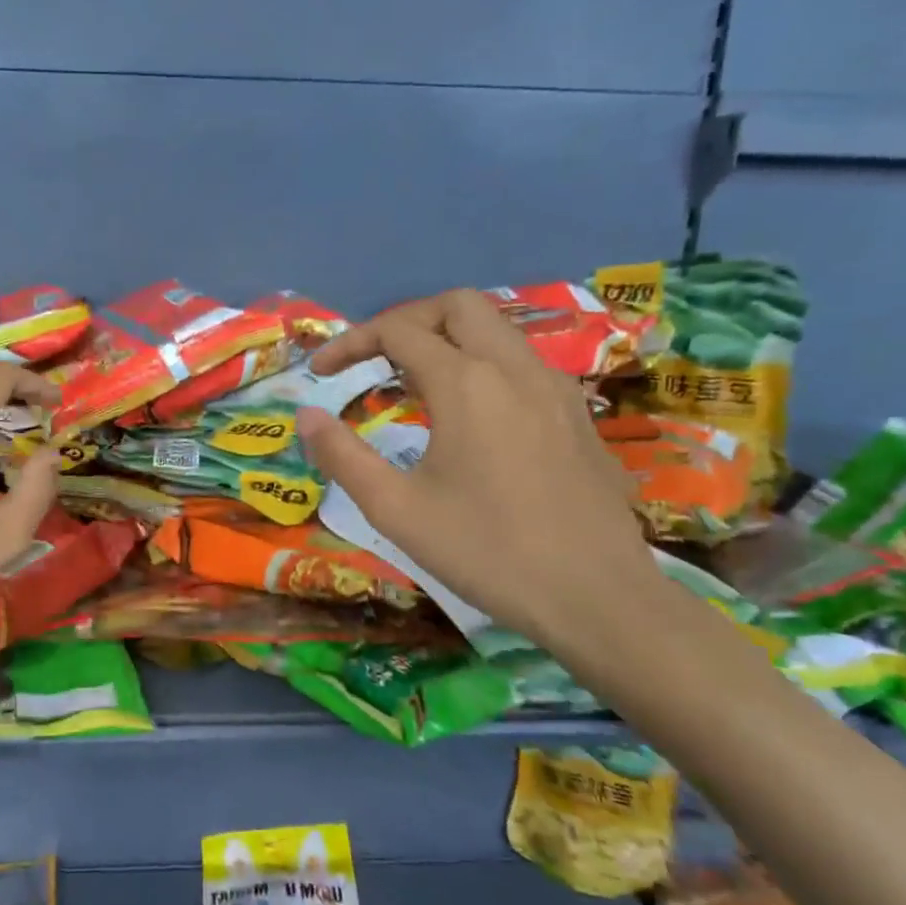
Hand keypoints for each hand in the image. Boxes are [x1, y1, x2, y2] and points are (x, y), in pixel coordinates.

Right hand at [295, 289, 662, 654]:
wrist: (599, 598)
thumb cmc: (488, 552)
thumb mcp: (396, 510)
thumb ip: (342, 456)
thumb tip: (305, 417)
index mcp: (466, 383)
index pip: (397, 331)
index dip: (350, 343)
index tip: (321, 373)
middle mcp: (514, 368)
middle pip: (456, 306)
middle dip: (406, 320)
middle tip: (375, 359)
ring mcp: (555, 387)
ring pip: (497, 329)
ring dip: (448, 339)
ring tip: (415, 384)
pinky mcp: (578, 414)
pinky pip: (523, 362)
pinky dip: (484, 364)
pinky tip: (472, 415)